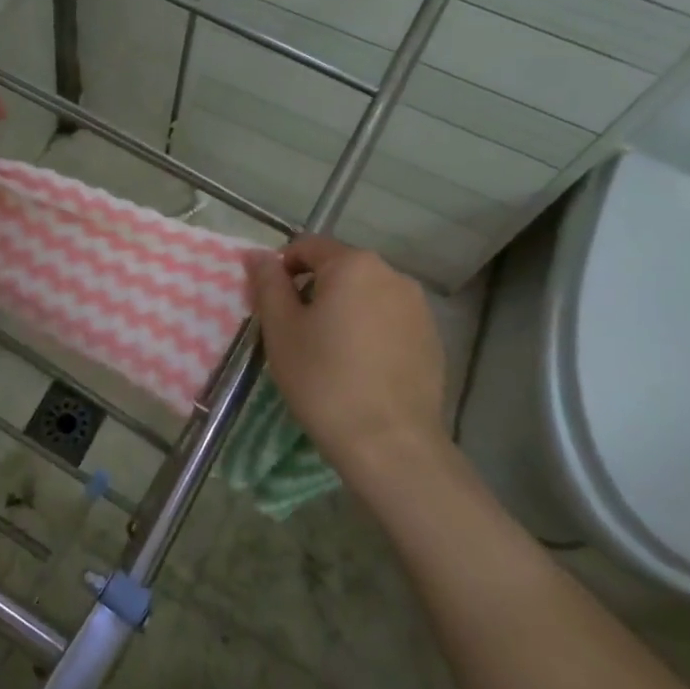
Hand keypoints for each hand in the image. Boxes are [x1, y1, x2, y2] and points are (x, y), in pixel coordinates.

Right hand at [245, 236, 448, 479]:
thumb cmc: (323, 379)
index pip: (307, 246)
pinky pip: (389, 320)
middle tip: (295, 332)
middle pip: (339, 269)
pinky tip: (360, 368)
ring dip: (343, 310)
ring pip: (366, 295)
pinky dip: (369, 331)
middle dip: (313, 290)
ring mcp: (418, 307)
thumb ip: (268, 283)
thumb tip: (257, 254)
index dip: (282, 269)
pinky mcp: (432, 338)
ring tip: (329, 352)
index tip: (272, 306)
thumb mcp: (281, 329)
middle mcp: (392, 274)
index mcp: (353, 264)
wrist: (388, 443)